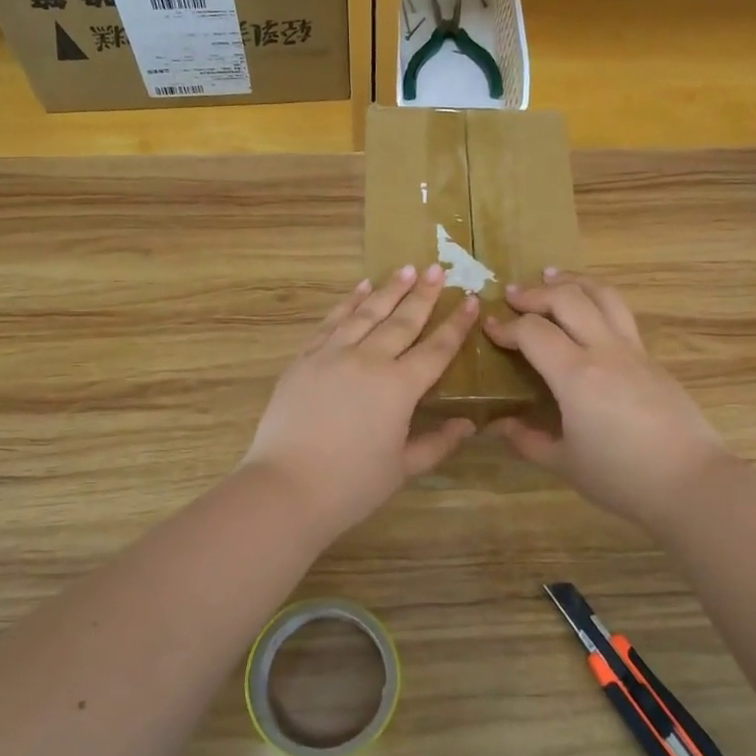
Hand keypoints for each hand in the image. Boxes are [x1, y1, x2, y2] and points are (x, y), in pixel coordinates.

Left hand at [242, 265, 478, 536]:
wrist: (285, 487)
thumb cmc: (351, 485)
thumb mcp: (403, 468)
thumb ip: (438, 443)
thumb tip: (468, 425)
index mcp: (399, 387)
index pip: (436, 349)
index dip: (456, 325)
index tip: (469, 300)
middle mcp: (369, 360)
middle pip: (402, 321)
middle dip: (423, 294)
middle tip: (437, 269)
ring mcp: (333, 355)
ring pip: (366, 313)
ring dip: (388, 289)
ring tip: (405, 268)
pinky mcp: (305, 359)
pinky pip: (332, 322)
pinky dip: (348, 302)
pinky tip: (360, 289)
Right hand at [483, 271, 729, 527]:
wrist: (692, 483)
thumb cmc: (622, 477)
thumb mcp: (565, 464)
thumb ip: (527, 440)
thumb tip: (498, 426)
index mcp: (576, 375)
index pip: (533, 332)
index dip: (507, 327)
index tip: (490, 329)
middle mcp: (604, 351)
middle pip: (568, 299)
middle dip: (535, 293)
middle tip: (512, 296)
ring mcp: (633, 351)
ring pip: (603, 296)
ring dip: (573, 282)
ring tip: (553, 277)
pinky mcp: (653, 360)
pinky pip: (621, 316)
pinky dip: (597, 302)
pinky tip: (588, 315)